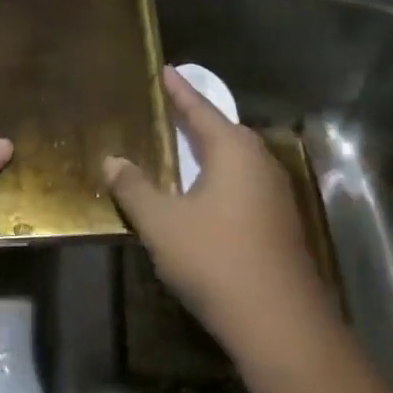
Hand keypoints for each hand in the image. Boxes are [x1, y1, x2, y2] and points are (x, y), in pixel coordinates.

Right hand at [105, 67, 330, 365]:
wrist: (279, 322)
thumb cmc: (214, 259)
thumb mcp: (161, 222)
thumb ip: (134, 187)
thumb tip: (112, 159)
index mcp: (233, 151)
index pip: (200, 110)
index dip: (179, 91)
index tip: (166, 70)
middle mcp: (259, 163)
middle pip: (222, 131)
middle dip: (195, 119)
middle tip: (169, 106)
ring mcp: (275, 194)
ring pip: (235, 160)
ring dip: (208, 151)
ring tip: (183, 145)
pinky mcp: (280, 223)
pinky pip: (243, 184)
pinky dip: (219, 178)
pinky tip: (204, 194)